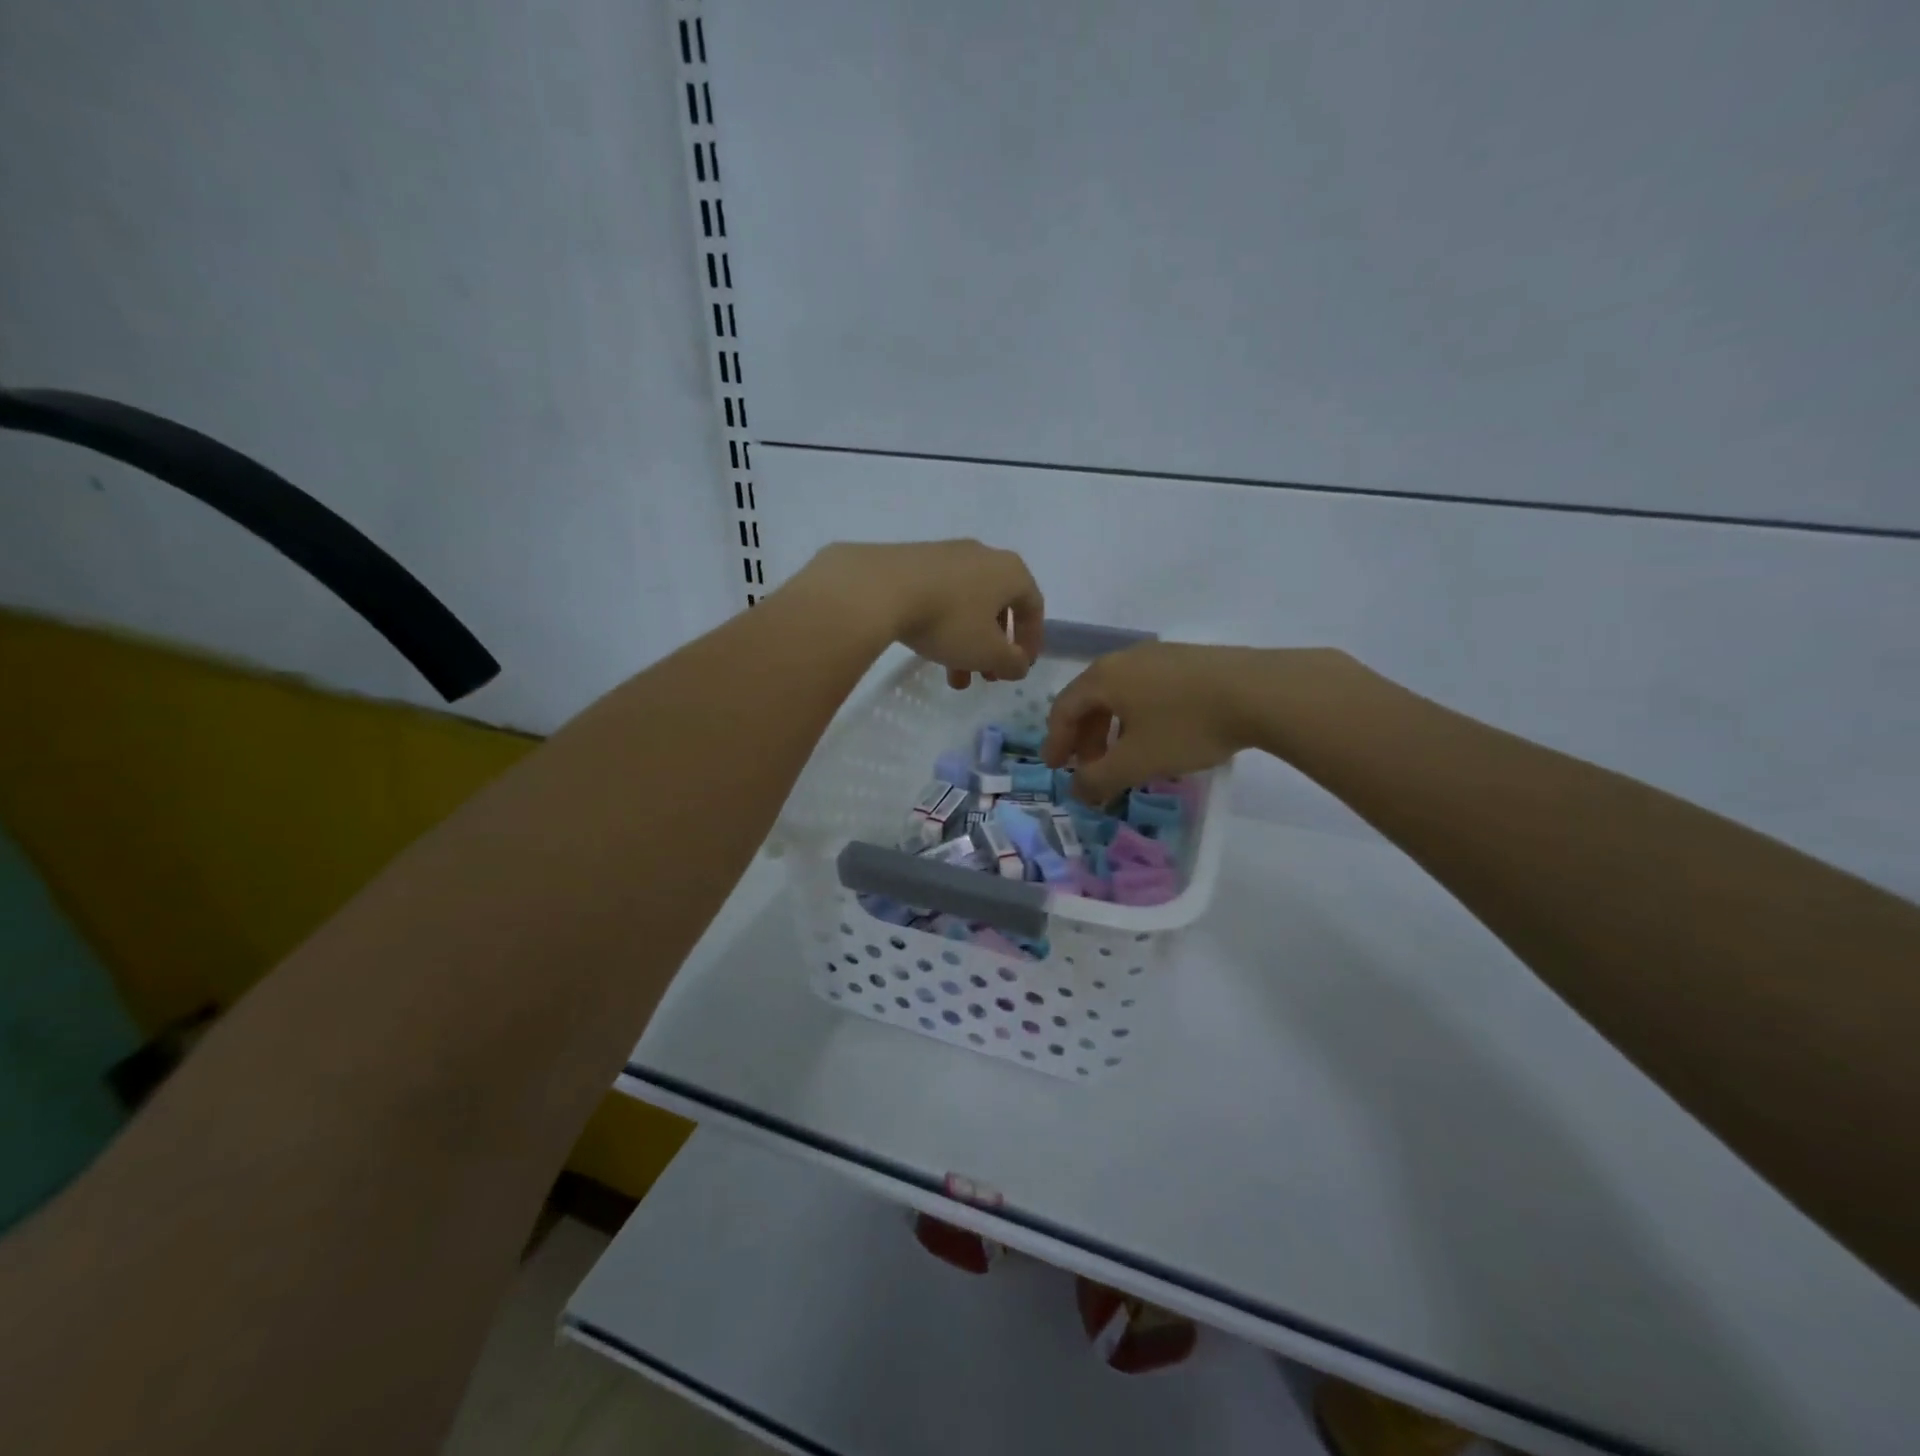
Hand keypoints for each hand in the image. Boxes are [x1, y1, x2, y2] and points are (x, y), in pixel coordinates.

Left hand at [792, 540, 1044, 687]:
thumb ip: (1011, 662)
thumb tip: (1019, 664)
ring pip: (967, 605)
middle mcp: (983, 555)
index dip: (1031, 641)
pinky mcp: (913, 560)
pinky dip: (943, 625)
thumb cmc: (948, 620)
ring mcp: (946, 554)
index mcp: (1010, 571)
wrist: (878, 588)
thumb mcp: (987, 652)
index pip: (1033, 607)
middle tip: (986, 677)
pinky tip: (928, 649)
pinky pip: (940, 596)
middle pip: (998, 607)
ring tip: (953, 678)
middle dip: (994, 647)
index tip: (1020, 667)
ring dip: (966, 643)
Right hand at [1042, 643, 1353, 802]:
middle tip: (1089, 768)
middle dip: (1085, 737)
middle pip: (1091, 699)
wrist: (1260, 692)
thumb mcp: (1137, 761)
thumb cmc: (1187, 726)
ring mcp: (1159, 656)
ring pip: (1121, 694)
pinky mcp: (1188, 661)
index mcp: (1104, 677)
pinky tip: (1157, 737)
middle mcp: (1125, 659)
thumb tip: (1077, 791)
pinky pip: (1147, 690)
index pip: (1065, 708)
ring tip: (1123, 757)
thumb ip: (1099, 779)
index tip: (1056, 768)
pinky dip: (1138, 716)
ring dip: (1112, 728)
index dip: (1056, 741)